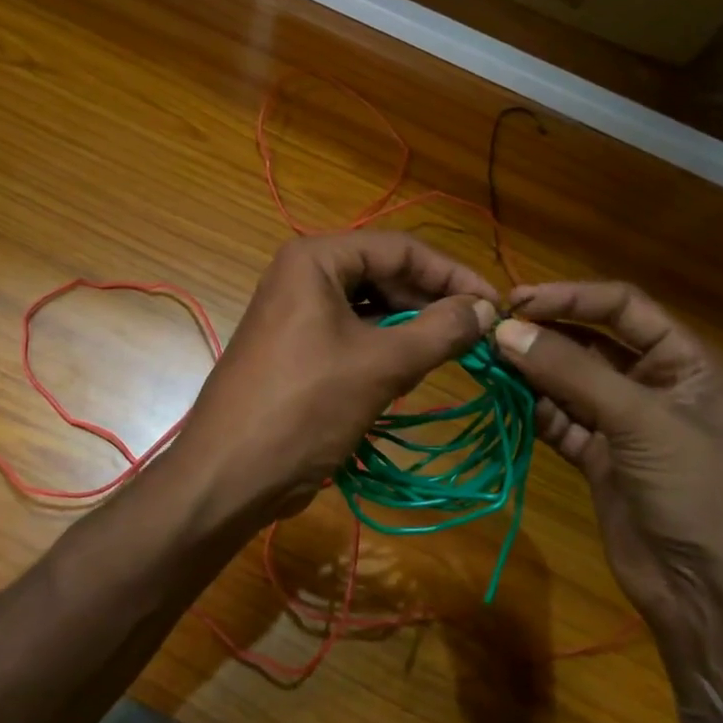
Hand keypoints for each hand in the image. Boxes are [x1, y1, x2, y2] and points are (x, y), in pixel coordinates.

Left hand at [174, 233, 498, 525]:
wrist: (229, 474)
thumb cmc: (305, 407)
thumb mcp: (381, 365)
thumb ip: (440, 331)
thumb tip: (486, 309)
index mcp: (315, 259)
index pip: (400, 249)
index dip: (451, 273)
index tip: (494, 302)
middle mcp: (303, 274)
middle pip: (384, 273)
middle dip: (431, 300)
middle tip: (479, 330)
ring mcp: (297, 311)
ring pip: (370, 306)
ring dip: (412, 325)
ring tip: (453, 349)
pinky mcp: (298, 346)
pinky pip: (353, 332)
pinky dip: (386, 346)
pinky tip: (414, 367)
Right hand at [492, 282, 722, 705]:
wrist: (717, 603)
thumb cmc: (701, 493)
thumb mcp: (644, 422)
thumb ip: (573, 372)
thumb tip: (505, 330)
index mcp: (686, 362)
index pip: (623, 307)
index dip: (572, 297)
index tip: (518, 301)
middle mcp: (653, 384)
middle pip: (591, 341)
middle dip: (545, 333)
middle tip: (492, 330)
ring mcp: (624, 424)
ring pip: (569, 381)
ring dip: (531, 370)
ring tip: (486, 360)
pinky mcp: (599, 459)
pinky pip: (559, 420)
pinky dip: (531, 408)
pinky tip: (502, 397)